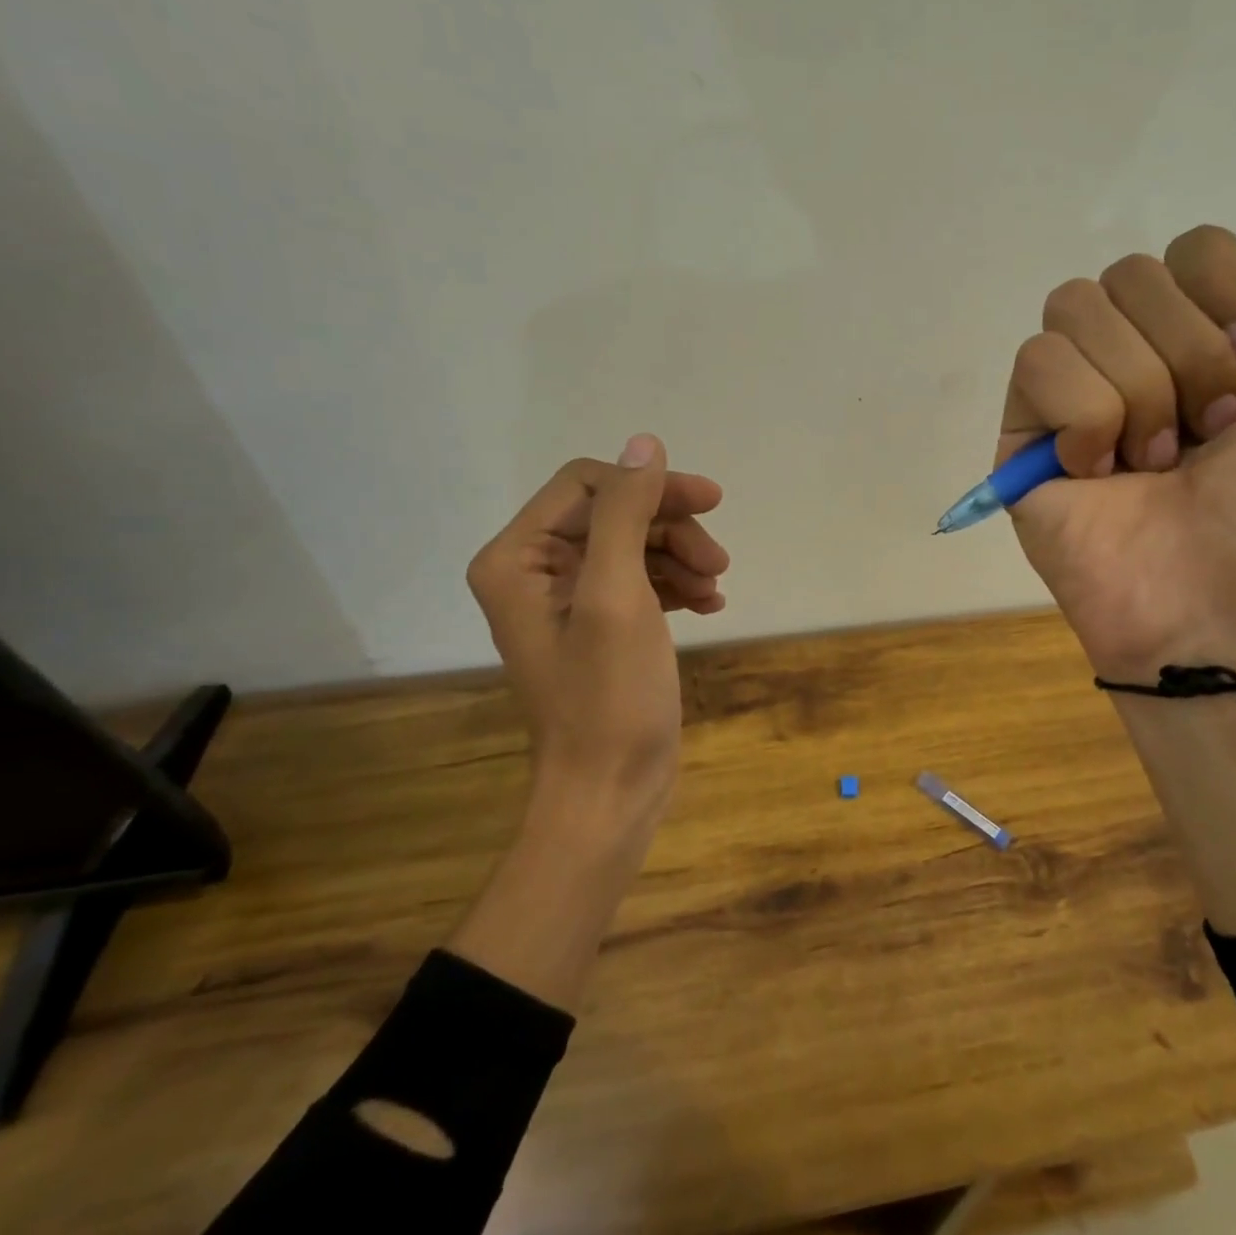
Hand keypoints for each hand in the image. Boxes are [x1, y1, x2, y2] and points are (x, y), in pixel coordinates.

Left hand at [466, 434, 728, 833]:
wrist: (611, 791)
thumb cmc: (608, 696)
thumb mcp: (617, 595)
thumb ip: (624, 513)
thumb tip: (644, 443)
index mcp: (516, 559)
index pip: (586, 485)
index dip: (649, 486)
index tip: (709, 502)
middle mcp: (534, 571)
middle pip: (613, 513)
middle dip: (670, 527)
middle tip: (719, 558)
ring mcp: (568, 600)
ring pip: (633, 544)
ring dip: (680, 556)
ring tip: (718, 585)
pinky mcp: (599, 626)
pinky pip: (639, 580)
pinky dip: (676, 584)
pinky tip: (709, 603)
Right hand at [1001, 227, 1235, 679]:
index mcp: (1222, 347)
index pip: (1193, 250)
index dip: (1225, 291)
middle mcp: (1146, 363)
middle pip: (1131, 273)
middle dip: (1185, 351)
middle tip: (1211, 436)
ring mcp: (1080, 401)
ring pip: (1075, 307)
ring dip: (1136, 388)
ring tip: (1157, 464)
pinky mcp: (1027, 439)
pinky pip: (1036, 364)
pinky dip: (1081, 415)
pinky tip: (1100, 474)